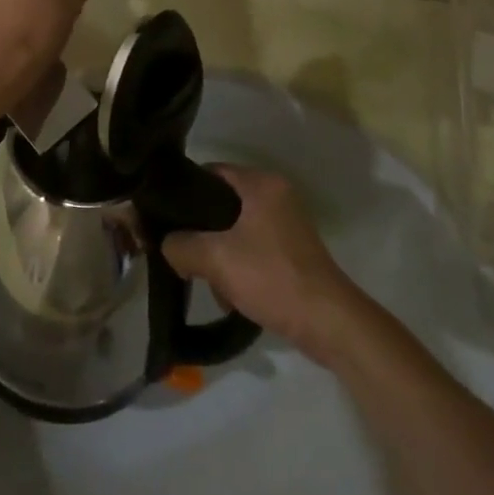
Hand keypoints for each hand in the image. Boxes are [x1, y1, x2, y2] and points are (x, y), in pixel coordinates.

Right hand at [162, 165, 363, 362]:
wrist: (328, 322)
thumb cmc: (271, 277)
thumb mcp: (216, 259)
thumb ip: (181, 246)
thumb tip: (167, 245)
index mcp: (262, 184)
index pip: (212, 172)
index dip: (186, 191)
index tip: (165, 215)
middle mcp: (277, 196)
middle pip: (223, 203)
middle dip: (201, 230)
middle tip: (181, 251)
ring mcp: (288, 225)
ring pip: (237, 230)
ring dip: (219, 254)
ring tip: (206, 279)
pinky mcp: (293, 252)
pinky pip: (253, 249)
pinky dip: (239, 266)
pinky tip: (230, 294)